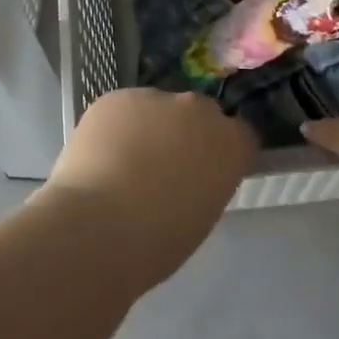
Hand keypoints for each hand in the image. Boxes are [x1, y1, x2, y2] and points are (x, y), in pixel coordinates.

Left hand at [37, 89, 257, 291]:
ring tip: (122, 163)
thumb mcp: (201, 216)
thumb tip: (187, 175)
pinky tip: (99, 155)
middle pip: (199, 113)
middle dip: (186, 133)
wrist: (97, 227)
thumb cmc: (157, 242)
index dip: (222, 152)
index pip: (241, 134)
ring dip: (148, 127)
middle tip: (163, 167)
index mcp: (230, 145)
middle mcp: (199, 111)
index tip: (206, 172)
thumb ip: (204, 182)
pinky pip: (122, 108)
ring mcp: (156, 98)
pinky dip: (115, 126)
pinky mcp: (116, 96)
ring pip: (157, 108)